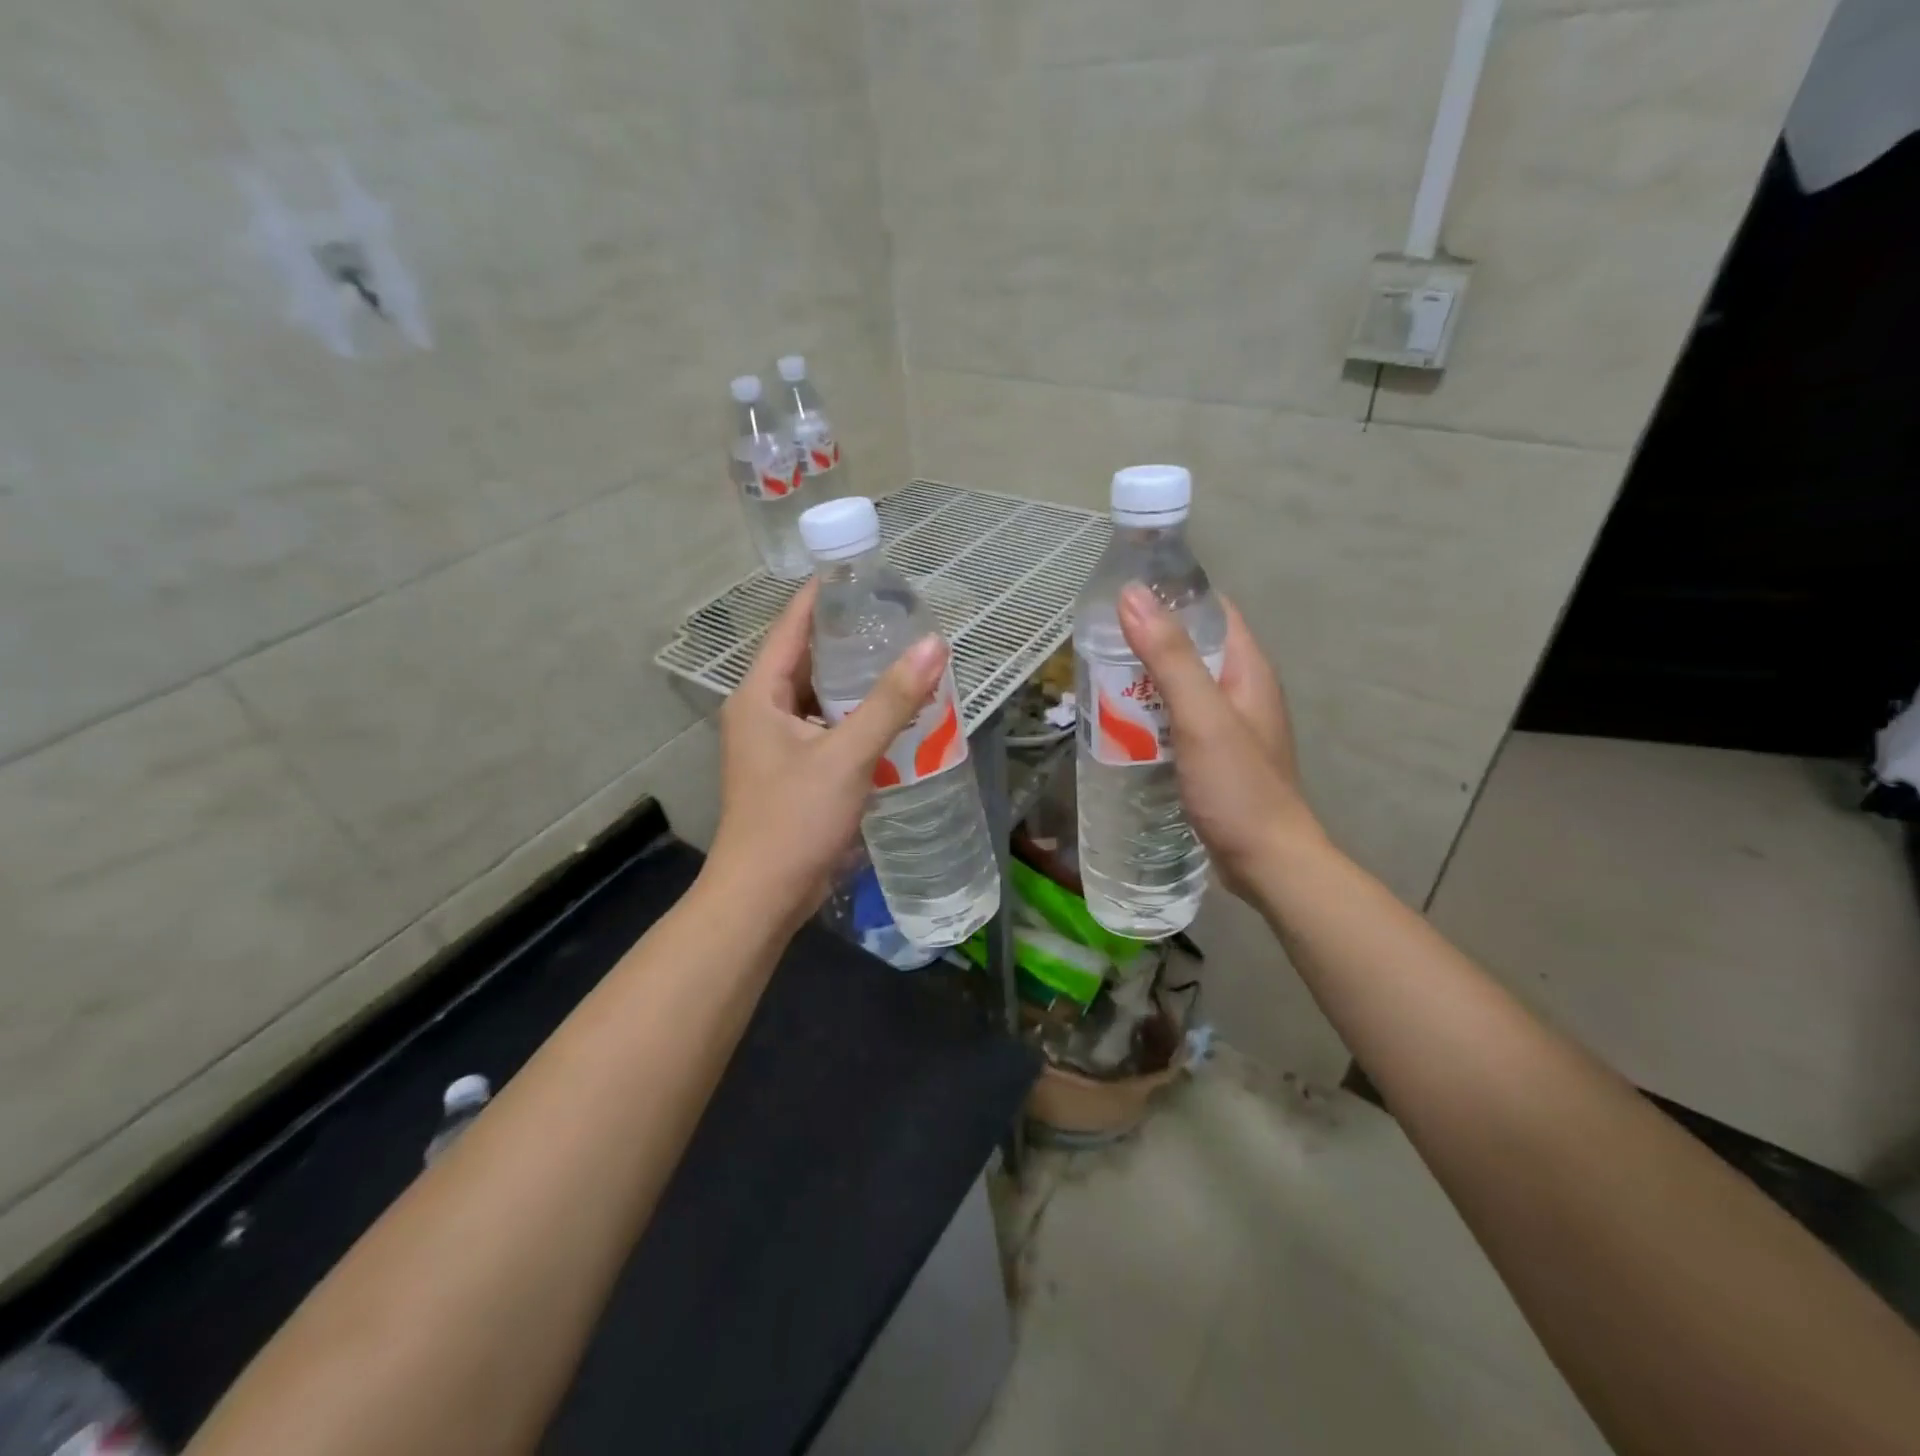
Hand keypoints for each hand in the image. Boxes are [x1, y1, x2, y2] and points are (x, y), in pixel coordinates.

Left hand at [703, 581, 947, 932]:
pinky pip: (824, 729)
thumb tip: (934, 645)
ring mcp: (773, 744)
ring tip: (902, 661)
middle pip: (806, 660)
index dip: (824, 596)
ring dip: (855, 683)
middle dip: (848, 639)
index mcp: (759, 694)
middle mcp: (761, 711)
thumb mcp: (847, 755)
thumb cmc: (794, 819)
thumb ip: (891, 701)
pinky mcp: (790, 771)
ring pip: (818, 697)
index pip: (792, 626)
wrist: (762, 896)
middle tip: (897, 619)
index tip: (864, 573)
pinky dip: (853, 719)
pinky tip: (890, 717)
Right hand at [1117, 584, 1321, 900]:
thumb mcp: (1201, 715)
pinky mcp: (1214, 756)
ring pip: (1181, 686)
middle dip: (1148, 640)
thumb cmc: (1237, 786)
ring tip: (1098, 678)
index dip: (1171, 595)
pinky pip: (1177, 719)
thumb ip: (1169, 656)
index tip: (1122, 595)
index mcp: (1247, 669)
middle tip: (1097, 641)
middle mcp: (1242, 690)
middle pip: (1192, 647)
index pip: (1212, 610)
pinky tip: (1121, 724)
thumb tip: (1133, 595)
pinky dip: (1150, 713)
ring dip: (1145, 679)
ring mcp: (1229, 726)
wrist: (1267, 862)